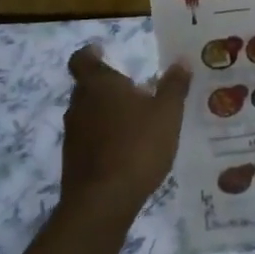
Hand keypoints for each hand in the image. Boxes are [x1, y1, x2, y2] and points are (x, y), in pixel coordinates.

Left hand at [59, 46, 187, 225]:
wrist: (102, 203)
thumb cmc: (137, 146)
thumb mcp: (167, 113)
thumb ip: (174, 85)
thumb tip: (180, 60)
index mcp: (99, 85)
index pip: (83, 59)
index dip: (91, 53)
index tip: (103, 50)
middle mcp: (79, 105)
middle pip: (88, 87)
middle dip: (109, 86)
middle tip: (136, 88)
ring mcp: (73, 135)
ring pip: (90, 113)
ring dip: (108, 113)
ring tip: (137, 119)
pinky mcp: (74, 162)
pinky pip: (91, 138)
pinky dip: (106, 137)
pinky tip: (129, 148)